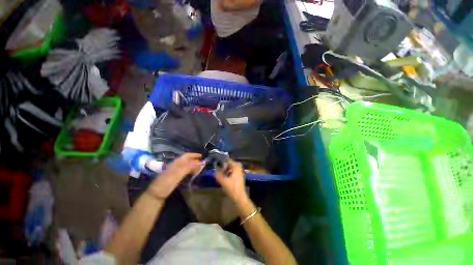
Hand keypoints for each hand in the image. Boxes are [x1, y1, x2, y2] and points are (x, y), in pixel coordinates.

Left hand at [147, 153, 202, 198]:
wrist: (156, 193)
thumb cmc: (167, 182)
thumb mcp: (177, 174)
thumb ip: (188, 167)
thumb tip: (199, 162)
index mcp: (175, 163)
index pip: (186, 156)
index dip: (193, 155)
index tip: (201, 156)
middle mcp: (175, 165)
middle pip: (186, 160)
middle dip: (194, 160)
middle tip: (202, 163)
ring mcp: (175, 171)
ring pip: (186, 165)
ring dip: (193, 165)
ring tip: (199, 167)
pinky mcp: (175, 176)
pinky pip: (185, 171)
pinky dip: (190, 170)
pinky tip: (192, 173)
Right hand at [215, 159, 247, 202]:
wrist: (239, 197)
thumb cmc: (232, 188)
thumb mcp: (223, 181)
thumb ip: (218, 175)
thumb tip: (214, 170)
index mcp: (236, 167)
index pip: (229, 160)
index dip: (223, 161)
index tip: (218, 162)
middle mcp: (239, 169)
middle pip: (231, 164)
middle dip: (225, 165)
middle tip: (220, 168)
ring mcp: (240, 173)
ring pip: (232, 168)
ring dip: (227, 169)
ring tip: (222, 172)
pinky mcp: (239, 178)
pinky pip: (234, 172)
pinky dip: (229, 173)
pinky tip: (225, 177)